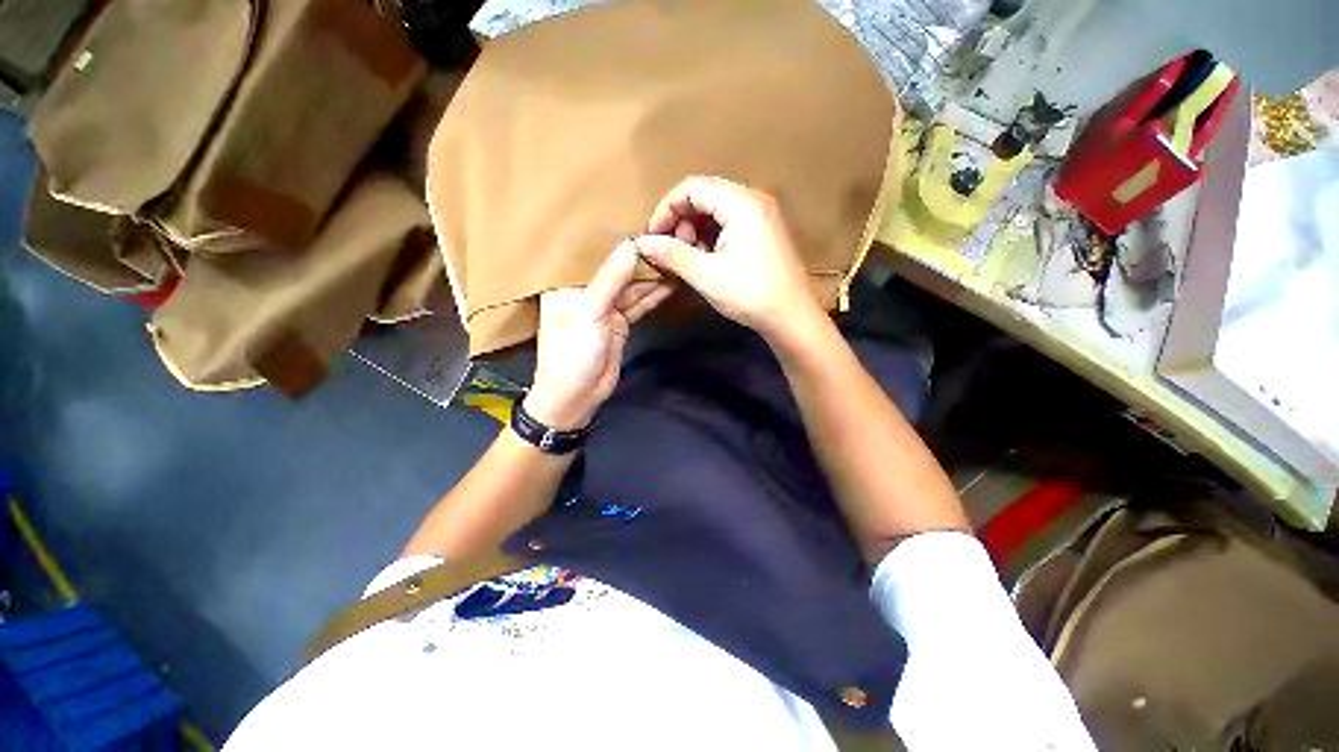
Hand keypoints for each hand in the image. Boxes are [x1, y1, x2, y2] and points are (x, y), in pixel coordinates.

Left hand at [524, 241, 673, 430]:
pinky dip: (654, 295)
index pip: (591, 253)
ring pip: (631, 287)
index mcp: (566, 284)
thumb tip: (630, 245)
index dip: (613, 237)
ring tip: (675, 256)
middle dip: (640, 257)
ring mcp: (606, 308)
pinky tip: (671, 282)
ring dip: (651, 276)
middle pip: (616, 269)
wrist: (576, 397)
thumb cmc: (572, 353)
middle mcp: (586, 291)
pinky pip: (639, 304)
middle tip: (668, 238)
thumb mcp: (589, 313)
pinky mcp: (620, 323)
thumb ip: (610, 280)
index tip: (640, 218)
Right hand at [634, 176, 821, 338]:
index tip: (653, 237)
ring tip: (689, 260)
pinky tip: (707, 261)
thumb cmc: (749, 294)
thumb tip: (642, 243)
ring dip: (695, 231)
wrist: (791, 317)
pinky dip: (712, 237)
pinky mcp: (764, 231)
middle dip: (681, 221)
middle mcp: (753, 200)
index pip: (692, 187)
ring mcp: (762, 215)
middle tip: (672, 252)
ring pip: (716, 210)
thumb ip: (671, 254)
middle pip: (704, 196)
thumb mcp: (705, 275)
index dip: (666, 209)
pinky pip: (730, 223)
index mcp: (741, 203)